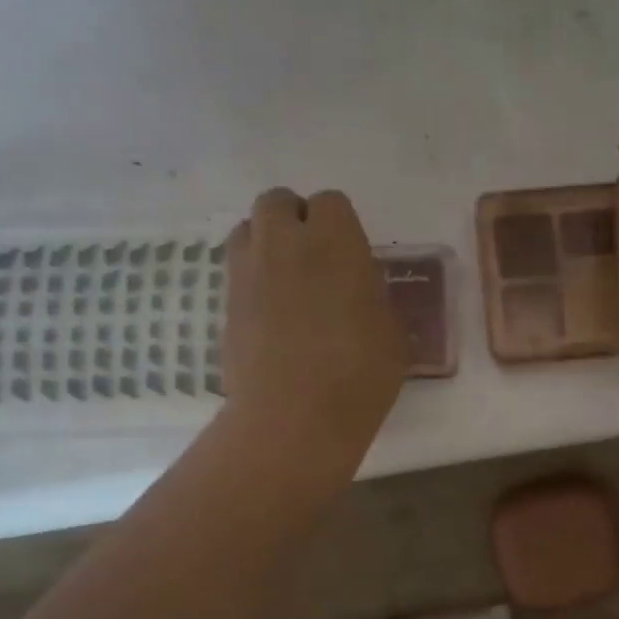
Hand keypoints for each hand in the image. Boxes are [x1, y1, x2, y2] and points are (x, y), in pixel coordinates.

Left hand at [223, 189, 407, 460]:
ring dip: (265, 241)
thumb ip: (375, 298)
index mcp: (335, 241)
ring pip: (247, 229)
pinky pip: (236, 271)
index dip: (340, 224)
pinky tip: (270, 312)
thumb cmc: (359, 374)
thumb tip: (361, 292)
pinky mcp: (226, 303)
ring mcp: (248, 271)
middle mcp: (284, 242)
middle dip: (294, 219)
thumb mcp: (392, 333)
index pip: (330, 202)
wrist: (294, 417)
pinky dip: (251, 278)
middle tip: (314, 257)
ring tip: (286, 278)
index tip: (350, 255)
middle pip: (277, 202)